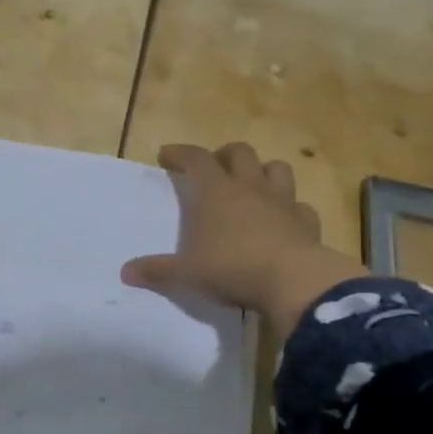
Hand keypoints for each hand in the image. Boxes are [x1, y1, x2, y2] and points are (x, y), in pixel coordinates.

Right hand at [121, 143, 365, 330]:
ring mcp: (283, 202)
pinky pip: (300, 206)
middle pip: (240, 152)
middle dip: (224, 155)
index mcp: (216, 191)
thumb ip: (156, 270)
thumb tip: (125, 273)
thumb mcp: (186, 273)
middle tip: (213, 169)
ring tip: (251, 186)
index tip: (166, 156)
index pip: (195, 158)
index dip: (179, 153)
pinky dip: (291, 208)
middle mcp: (250, 187)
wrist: (292, 281)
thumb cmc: (231, 268)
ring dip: (263, 171)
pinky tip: (283, 220)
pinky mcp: (306, 222)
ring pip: (277, 168)